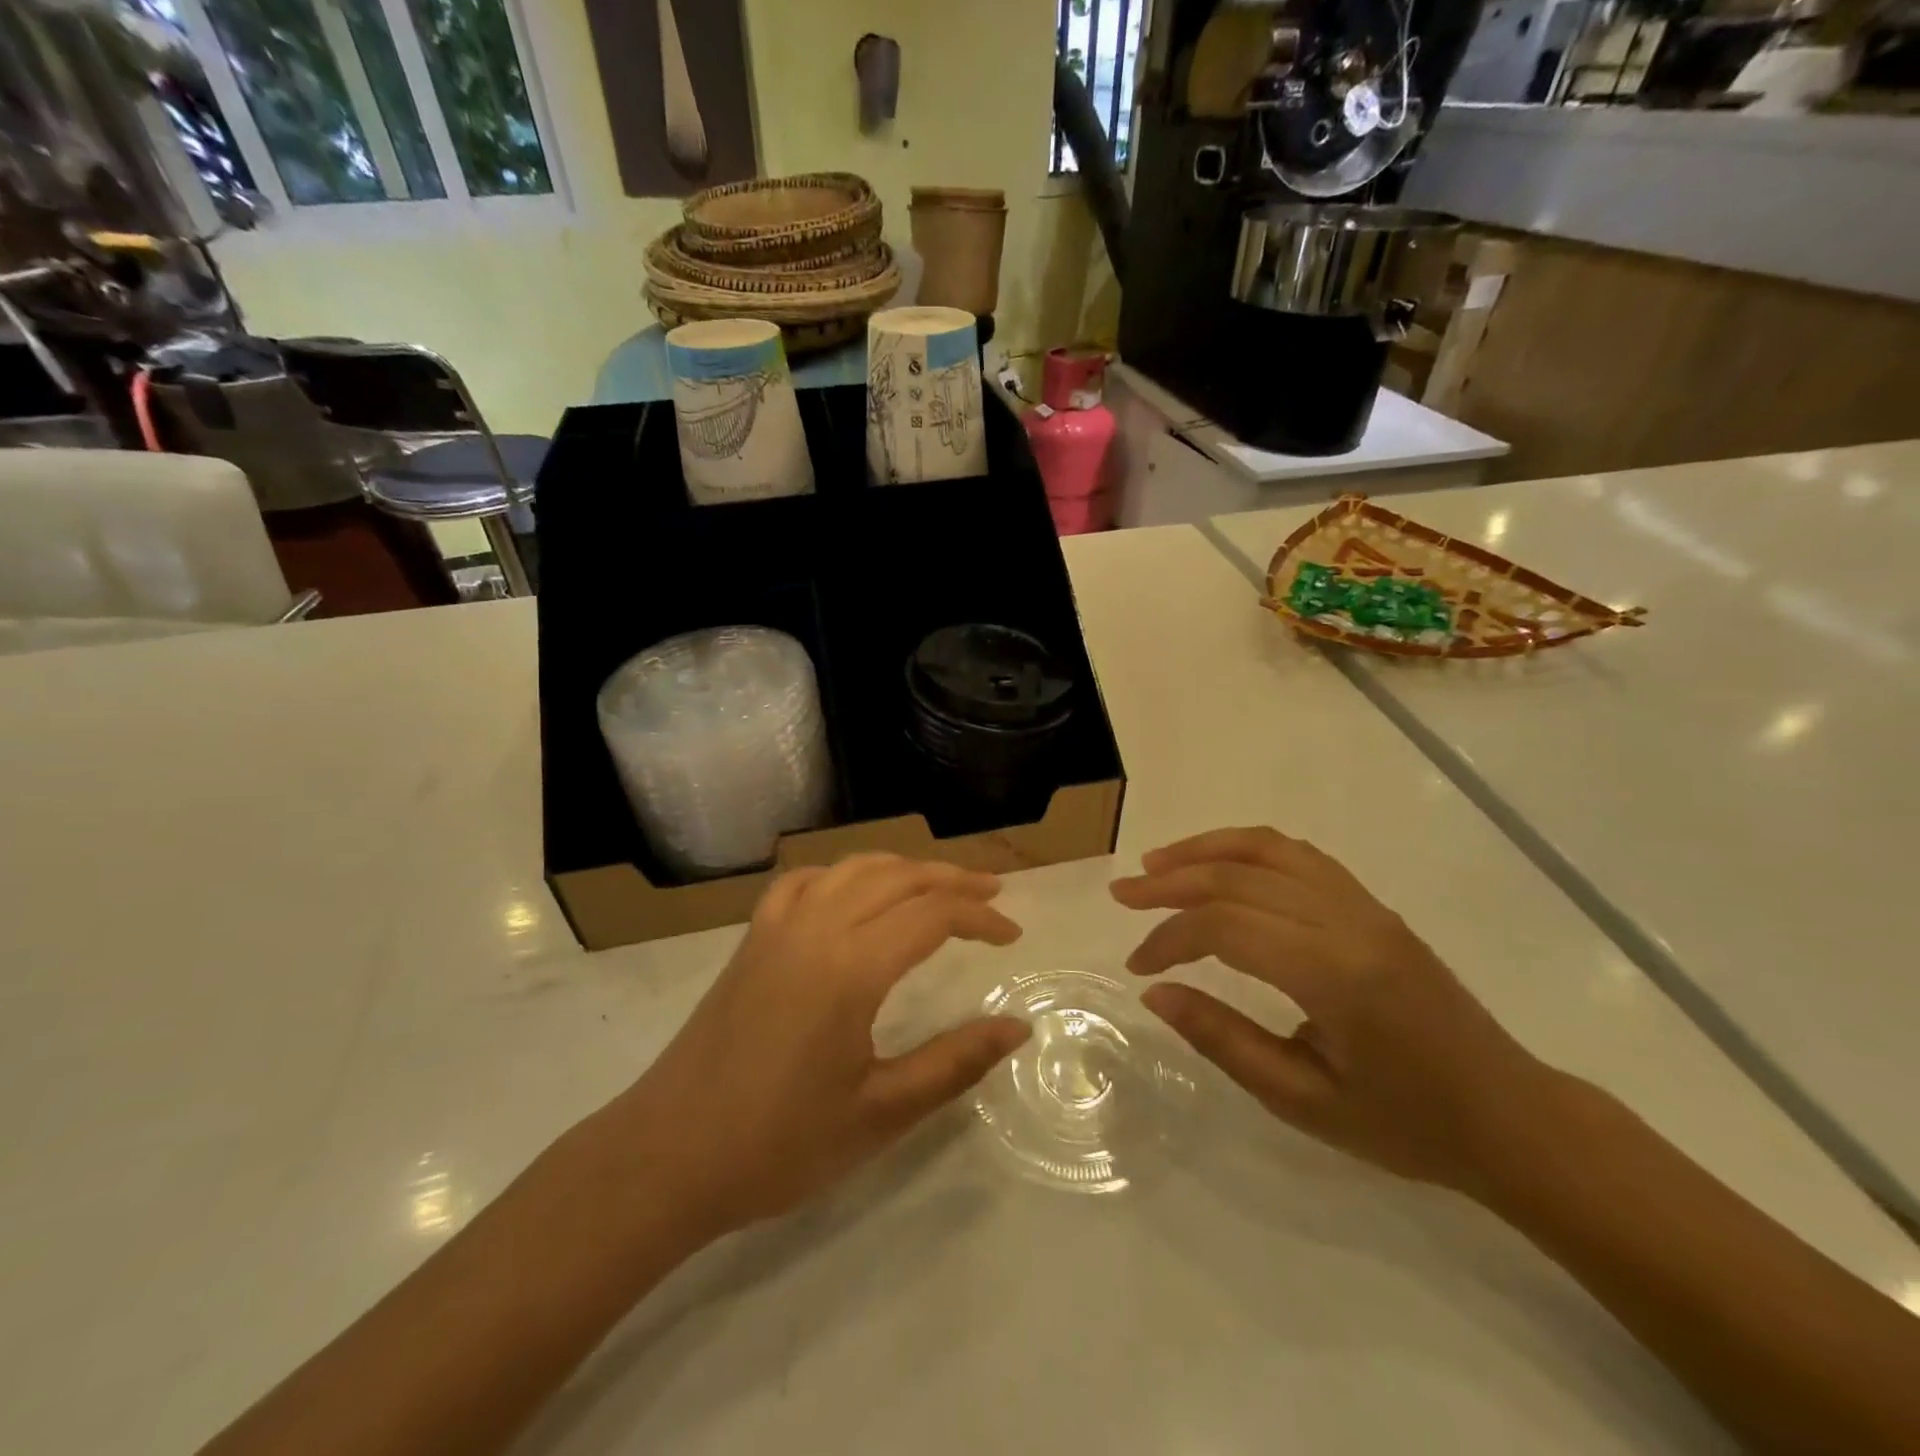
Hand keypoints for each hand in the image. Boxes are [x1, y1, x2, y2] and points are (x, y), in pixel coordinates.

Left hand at [612, 854, 1029, 1235]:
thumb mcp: (880, 1112)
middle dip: (952, 878)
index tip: (1013, 935)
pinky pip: (803, 882)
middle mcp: (816, 927)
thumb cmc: (779, 1143)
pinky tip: (851, 891)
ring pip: (851, 868)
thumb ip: (955, 1062)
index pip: (932, 915)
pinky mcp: (752, 939)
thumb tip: (1018, 1027)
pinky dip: (841, 874)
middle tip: (993, 891)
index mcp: (851, 967)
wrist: (668, 1156)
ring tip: (937, 884)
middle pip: (897, 877)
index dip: (980, 916)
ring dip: (902, 868)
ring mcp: (777, 927)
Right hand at [1111, 827, 1553, 1195]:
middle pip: (1239, 876)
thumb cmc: (1406, 1124)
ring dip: (1207, 849)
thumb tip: (1155, 994)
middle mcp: (1349, 922)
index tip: (1138, 967)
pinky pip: (1300, 856)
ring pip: (1270, 849)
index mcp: (1334, 974)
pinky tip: (1221, 865)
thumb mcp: (1303, 1101)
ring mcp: (1365, 906)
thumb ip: (1222, 1040)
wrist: (1511, 1118)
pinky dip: (1249, 849)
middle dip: (1172, 881)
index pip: (1225, 926)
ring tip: (1159, 862)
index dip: (1169, 937)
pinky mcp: (1373, 905)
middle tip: (1123, 893)